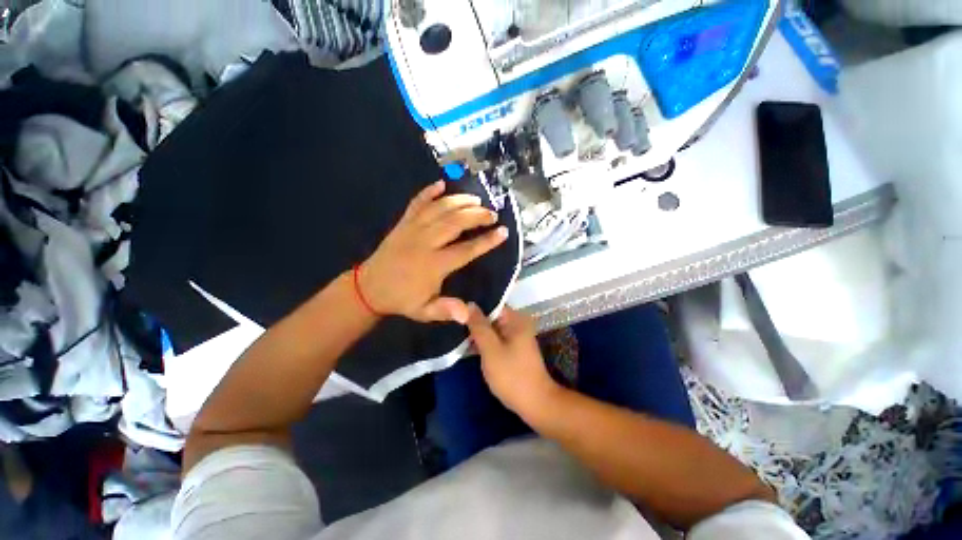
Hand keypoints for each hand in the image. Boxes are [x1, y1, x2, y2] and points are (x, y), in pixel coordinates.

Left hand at [359, 181, 508, 322]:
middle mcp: (425, 242)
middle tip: (492, 214)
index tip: (503, 232)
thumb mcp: (425, 311)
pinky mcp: (402, 223)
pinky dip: (429, 191)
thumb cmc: (402, 300)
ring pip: (439, 208)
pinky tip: (441, 184)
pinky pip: (416, 203)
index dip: (487, 241)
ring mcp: (412, 229)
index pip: (466, 249)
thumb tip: (467, 314)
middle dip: (477, 215)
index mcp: (433, 265)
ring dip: (459, 201)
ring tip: (476, 199)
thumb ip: (446, 310)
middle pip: (455, 222)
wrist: (369, 288)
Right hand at [465, 305, 560, 416]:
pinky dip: (484, 341)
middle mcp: (517, 323)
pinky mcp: (513, 348)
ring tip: (455, 331)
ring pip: (492, 328)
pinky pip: (495, 338)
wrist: (535, 403)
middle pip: (491, 316)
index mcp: (516, 319)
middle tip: (452, 323)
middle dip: (473, 320)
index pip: (491, 304)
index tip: (455, 311)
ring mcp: (516, 336)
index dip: (473, 307)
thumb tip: (469, 304)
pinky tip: (468, 343)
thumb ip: (479, 326)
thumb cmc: (512, 375)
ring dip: (477, 331)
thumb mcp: (491, 350)